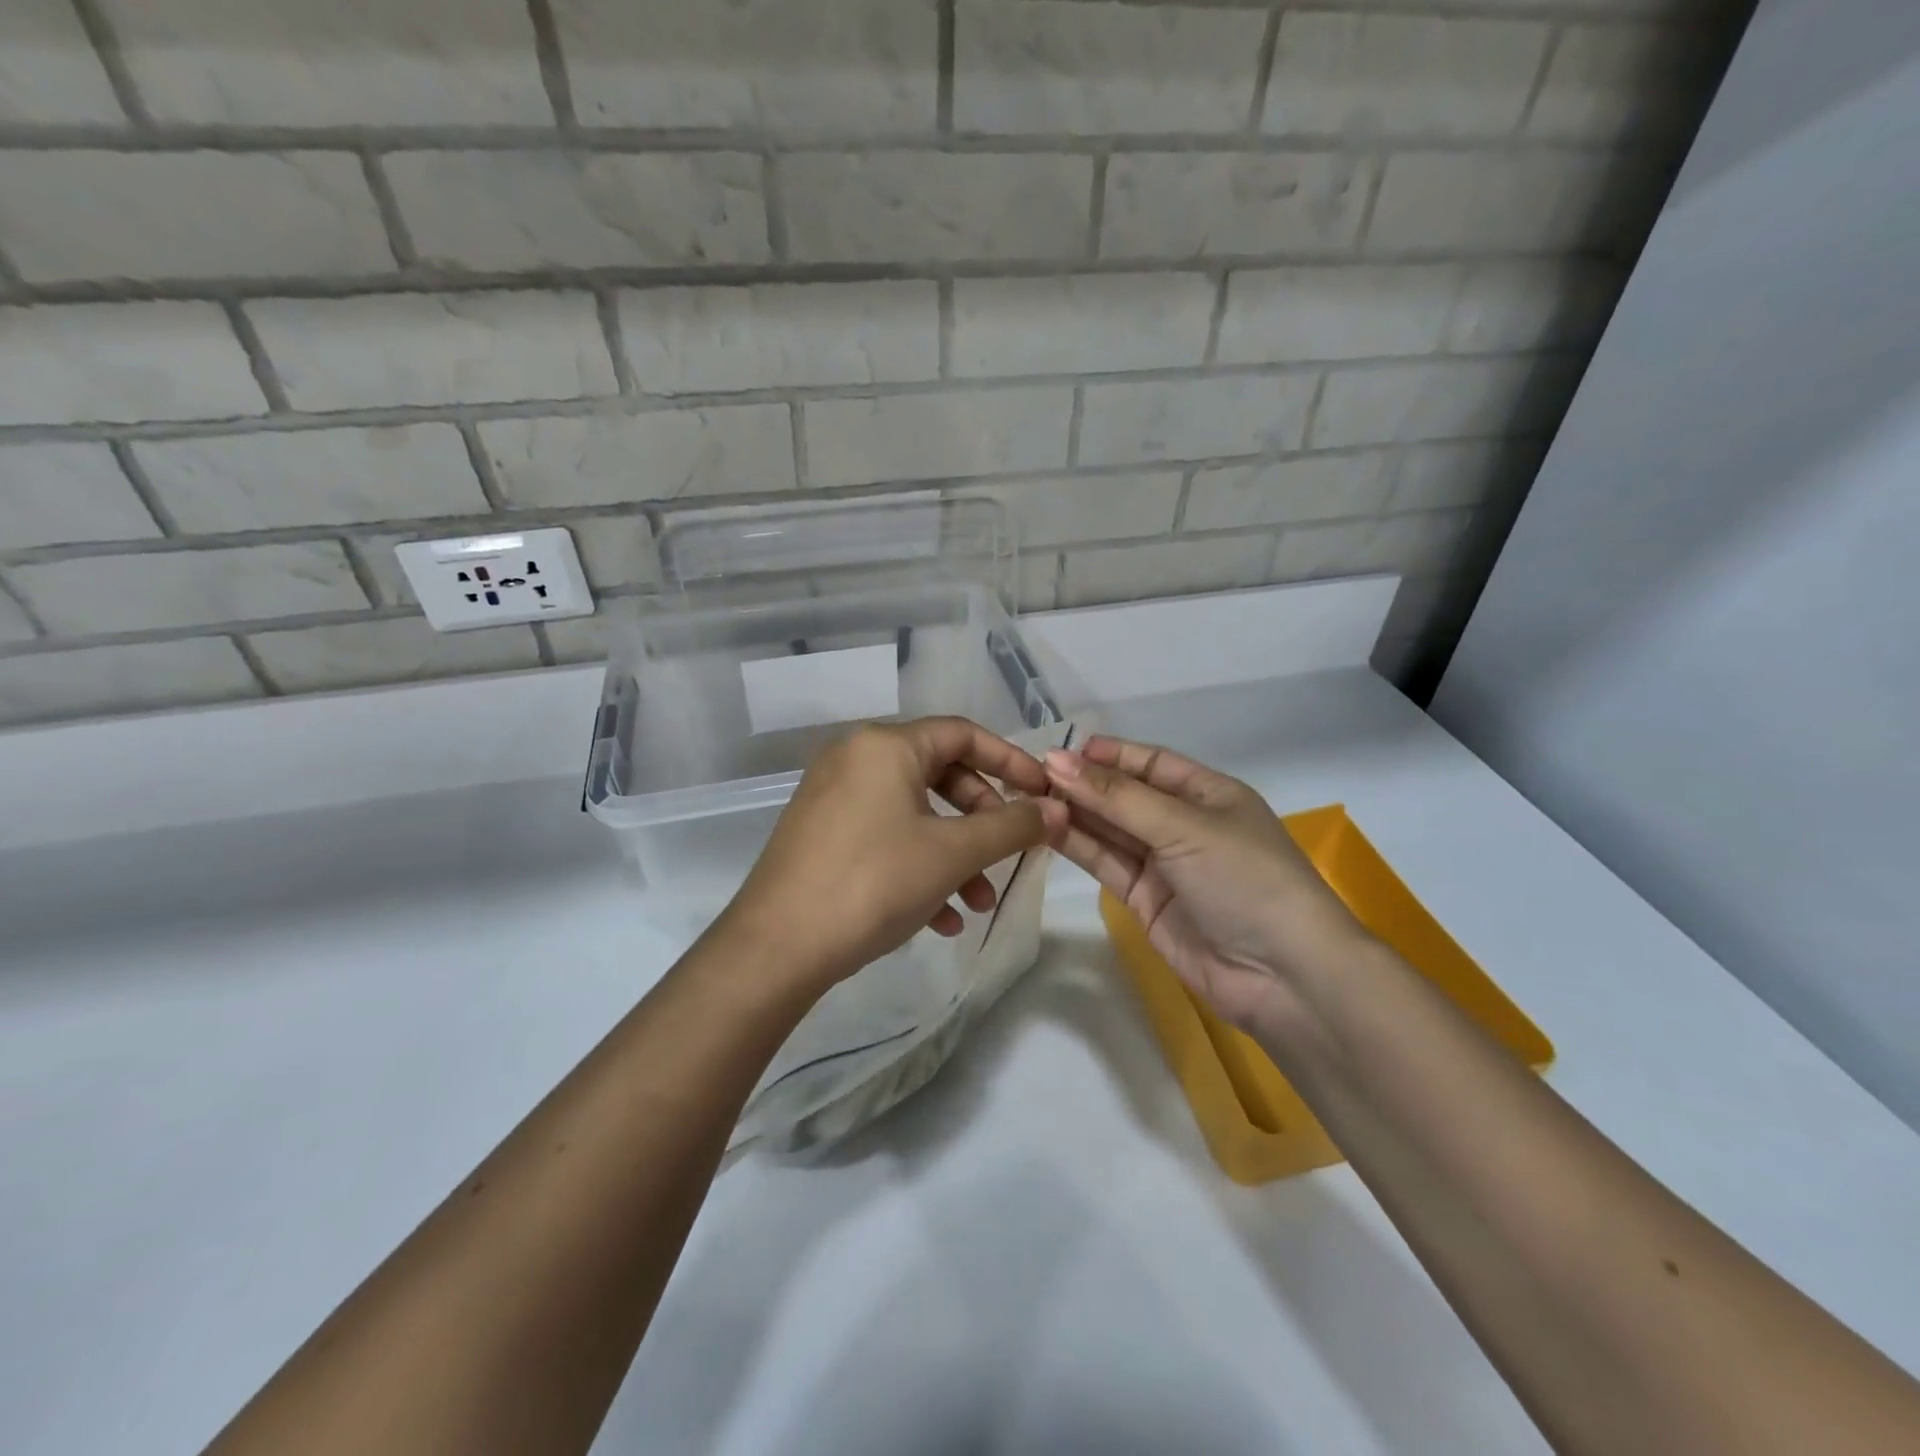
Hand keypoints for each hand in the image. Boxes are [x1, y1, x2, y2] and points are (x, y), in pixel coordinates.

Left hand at [719, 717, 1068, 993]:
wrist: (777, 948)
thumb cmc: (873, 883)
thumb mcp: (953, 854)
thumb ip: (1011, 827)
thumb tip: (1057, 810)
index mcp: (885, 746)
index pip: (963, 734)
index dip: (1011, 761)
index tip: (1043, 793)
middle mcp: (855, 758)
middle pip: (940, 775)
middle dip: (982, 820)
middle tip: (1008, 855)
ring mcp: (833, 797)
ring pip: (914, 814)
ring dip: (954, 855)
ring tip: (978, 904)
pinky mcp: (821, 834)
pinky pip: (884, 837)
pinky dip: (917, 867)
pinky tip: (940, 919)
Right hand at [1044, 736, 1374, 1033]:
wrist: (1283, 977)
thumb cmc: (1244, 879)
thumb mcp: (1183, 826)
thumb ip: (1116, 796)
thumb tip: (1055, 759)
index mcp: (1209, 794)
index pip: (1151, 762)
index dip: (1108, 754)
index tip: (1059, 750)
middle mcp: (1184, 824)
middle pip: (1125, 796)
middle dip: (1083, 785)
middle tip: (1029, 775)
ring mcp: (1164, 865)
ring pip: (1111, 830)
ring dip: (1074, 814)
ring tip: (1026, 799)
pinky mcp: (1145, 901)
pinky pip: (1107, 864)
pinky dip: (1078, 847)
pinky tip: (1045, 829)